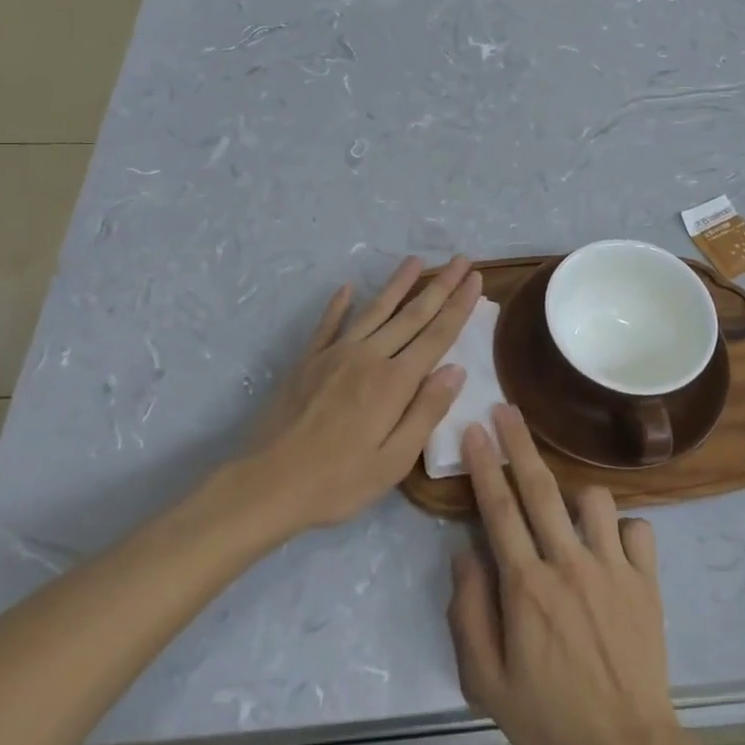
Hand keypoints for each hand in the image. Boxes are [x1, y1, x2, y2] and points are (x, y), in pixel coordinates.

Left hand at [242, 256, 481, 535]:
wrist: (267, 484)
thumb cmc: (338, 481)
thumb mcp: (394, 461)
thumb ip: (426, 411)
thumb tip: (456, 369)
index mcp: (394, 381)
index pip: (437, 335)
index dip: (459, 306)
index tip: (476, 279)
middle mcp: (369, 356)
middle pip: (412, 314)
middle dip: (441, 285)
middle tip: (462, 260)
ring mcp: (335, 353)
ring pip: (375, 309)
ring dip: (398, 283)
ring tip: (416, 260)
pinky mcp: (308, 360)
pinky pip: (329, 324)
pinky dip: (339, 304)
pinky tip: (348, 287)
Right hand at [448, 406, 690, 744]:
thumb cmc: (549, 721)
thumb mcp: (487, 683)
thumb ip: (469, 614)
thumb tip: (465, 555)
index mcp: (527, 588)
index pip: (498, 510)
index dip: (484, 465)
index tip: (473, 429)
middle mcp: (569, 564)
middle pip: (540, 488)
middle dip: (519, 442)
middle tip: (505, 408)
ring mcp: (612, 568)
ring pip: (593, 499)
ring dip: (574, 493)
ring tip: (564, 509)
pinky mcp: (646, 580)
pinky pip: (637, 527)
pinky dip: (622, 528)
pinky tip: (610, 545)